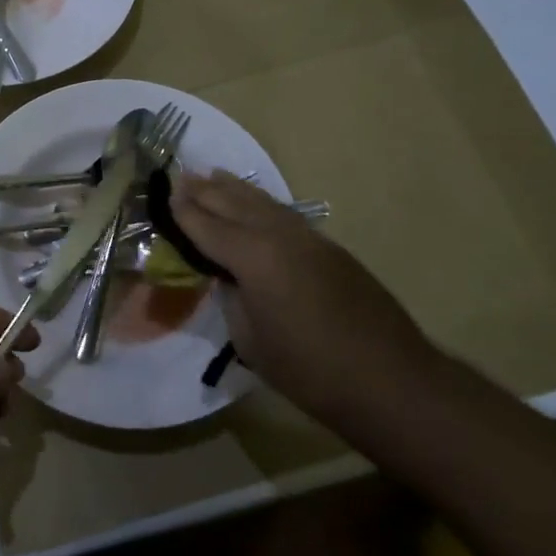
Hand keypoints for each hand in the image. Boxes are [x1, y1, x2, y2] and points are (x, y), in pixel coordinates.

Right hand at [171, 171, 432, 418]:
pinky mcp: (329, 248)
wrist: (391, 381)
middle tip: (181, 176)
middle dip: (205, 190)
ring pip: (262, 203)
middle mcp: (279, 236)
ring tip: (213, 175)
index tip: (164, 193)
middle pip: (234, 204)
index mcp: (253, 258)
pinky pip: (283, 214)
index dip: (184, 211)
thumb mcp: (251, 341)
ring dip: (235, 189)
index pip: (208, 227)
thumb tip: (229, 279)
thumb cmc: (310, 370)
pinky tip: (255, 203)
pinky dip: (261, 203)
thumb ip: (233, 299)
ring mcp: (308, 238)